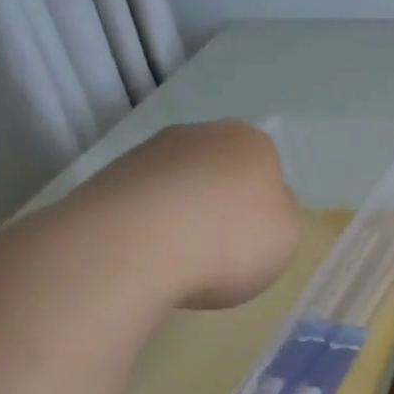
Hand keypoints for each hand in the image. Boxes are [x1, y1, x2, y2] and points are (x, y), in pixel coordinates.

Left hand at [43, 120, 300, 310]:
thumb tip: (260, 206)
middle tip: (220, 249)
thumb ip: (279, 216)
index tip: (255, 240)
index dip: (263, 207)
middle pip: (220, 172)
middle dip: (220, 204)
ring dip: (181, 215)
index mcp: (254, 143)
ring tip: (178, 259)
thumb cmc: (229, 241)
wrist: (131, 248)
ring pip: (178, 185)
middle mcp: (201, 134)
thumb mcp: (286, 238)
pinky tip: (147, 257)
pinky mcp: (106, 177)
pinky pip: (142, 204)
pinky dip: (147, 226)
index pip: (268, 170)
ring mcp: (149, 152)